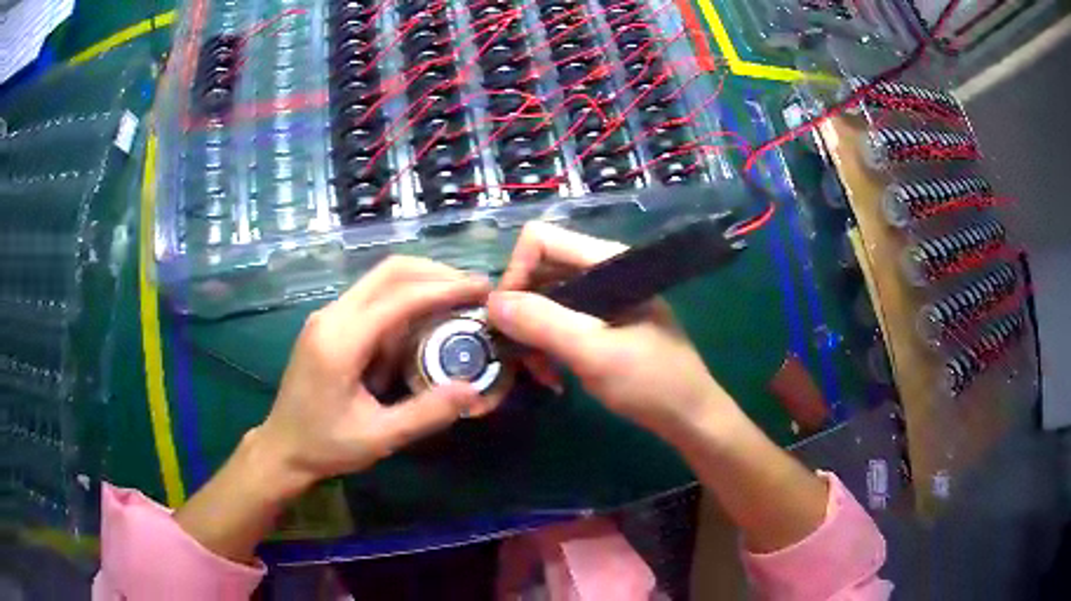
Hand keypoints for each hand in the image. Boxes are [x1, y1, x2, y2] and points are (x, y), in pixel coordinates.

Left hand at [256, 256, 491, 491]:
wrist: (281, 447)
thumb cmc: (326, 446)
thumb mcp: (378, 437)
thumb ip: (426, 413)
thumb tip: (472, 389)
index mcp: (340, 341)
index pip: (400, 297)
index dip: (445, 288)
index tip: (482, 289)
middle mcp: (331, 316)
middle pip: (389, 272)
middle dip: (436, 273)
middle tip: (473, 290)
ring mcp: (327, 316)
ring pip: (380, 279)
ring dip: (421, 283)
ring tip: (457, 302)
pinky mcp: (328, 323)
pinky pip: (371, 297)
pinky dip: (403, 300)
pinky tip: (422, 322)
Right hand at [487, 222, 735, 438]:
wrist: (689, 416)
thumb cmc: (651, 382)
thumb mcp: (593, 352)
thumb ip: (543, 323)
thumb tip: (491, 302)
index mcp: (607, 261)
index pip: (540, 241)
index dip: (516, 274)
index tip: (506, 319)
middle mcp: (601, 271)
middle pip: (538, 270)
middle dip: (520, 310)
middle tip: (515, 352)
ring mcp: (601, 298)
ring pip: (544, 299)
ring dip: (531, 334)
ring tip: (537, 372)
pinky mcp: (601, 323)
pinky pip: (559, 322)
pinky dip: (547, 345)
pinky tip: (552, 375)